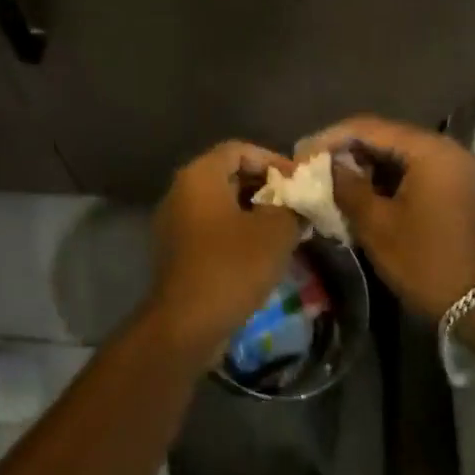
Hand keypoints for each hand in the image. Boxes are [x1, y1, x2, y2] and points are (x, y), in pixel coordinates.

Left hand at [148, 141, 301, 360]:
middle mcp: (181, 191)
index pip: (240, 150)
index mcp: (200, 175)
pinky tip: (262, 252)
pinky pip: (211, 227)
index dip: (273, 160)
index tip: (299, 182)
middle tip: (296, 205)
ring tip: (286, 229)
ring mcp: (174, 222)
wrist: (186, 324)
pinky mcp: (176, 251)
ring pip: (221, 203)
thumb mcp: (276, 231)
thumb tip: (300, 201)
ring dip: (254, 211)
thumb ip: (293, 206)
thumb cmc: (232, 266)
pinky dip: (237, 231)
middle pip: (229, 175)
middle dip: (266, 187)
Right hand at [300, 116, 474, 321]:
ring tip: (327, 179)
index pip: (369, 128)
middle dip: (344, 150)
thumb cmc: (424, 260)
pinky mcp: (449, 185)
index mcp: (428, 150)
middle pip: (383, 136)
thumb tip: (324, 166)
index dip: (330, 138)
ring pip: (394, 153)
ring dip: (361, 164)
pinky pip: (408, 169)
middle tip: (310, 166)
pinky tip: (355, 191)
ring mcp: (449, 167)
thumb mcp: (376, 224)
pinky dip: (380, 178)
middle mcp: (442, 149)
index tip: (301, 154)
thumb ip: (346, 186)